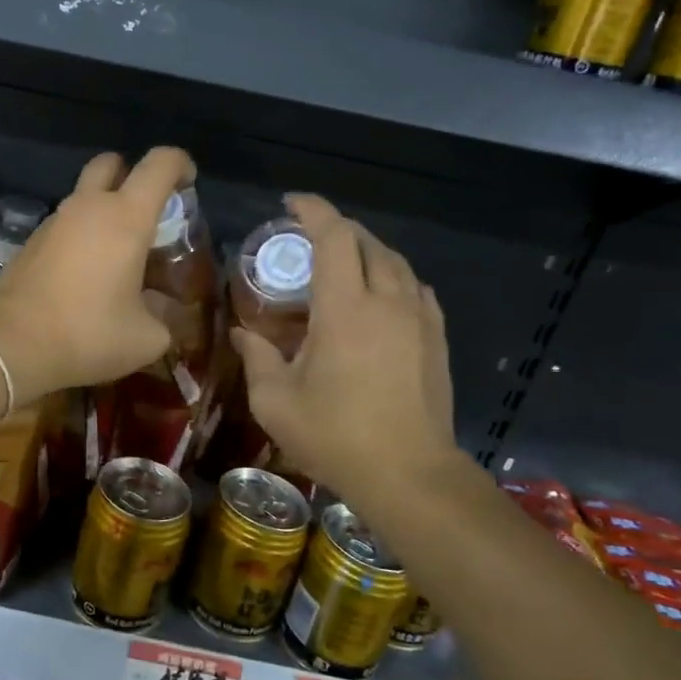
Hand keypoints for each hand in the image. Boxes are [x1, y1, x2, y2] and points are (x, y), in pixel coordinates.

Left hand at [0, 148, 193, 401]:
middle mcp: (87, 207)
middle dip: (130, 174)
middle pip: (109, 163)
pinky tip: (84, 277)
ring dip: (102, 212)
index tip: (188, 184)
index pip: (159, 164)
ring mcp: (52, 223)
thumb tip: (161, 311)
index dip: (180, 164)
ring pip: (82, 198)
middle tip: (144, 210)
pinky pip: (63, 227)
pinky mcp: (28, 244)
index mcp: (125, 217)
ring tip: (116, 256)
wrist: (11, 346)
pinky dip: (79, 238)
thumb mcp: (145, 338)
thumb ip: (163, 317)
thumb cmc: (88, 334)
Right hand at [233, 194, 461, 499]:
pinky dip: (393, 277)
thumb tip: (244, 334)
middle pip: (367, 241)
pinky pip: (416, 289)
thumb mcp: (276, 401)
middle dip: (337, 228)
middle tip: (308, 236)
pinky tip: (381, 296)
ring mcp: (418, 320)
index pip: (334, 237)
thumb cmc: (336, 436)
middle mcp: (387, 301)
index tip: (290, 203)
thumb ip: (257, 358)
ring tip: (343, 262)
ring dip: (367, 250)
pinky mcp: (436, 340)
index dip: (313, 210)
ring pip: (396, 262)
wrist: (410, 475)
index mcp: (345, 308)